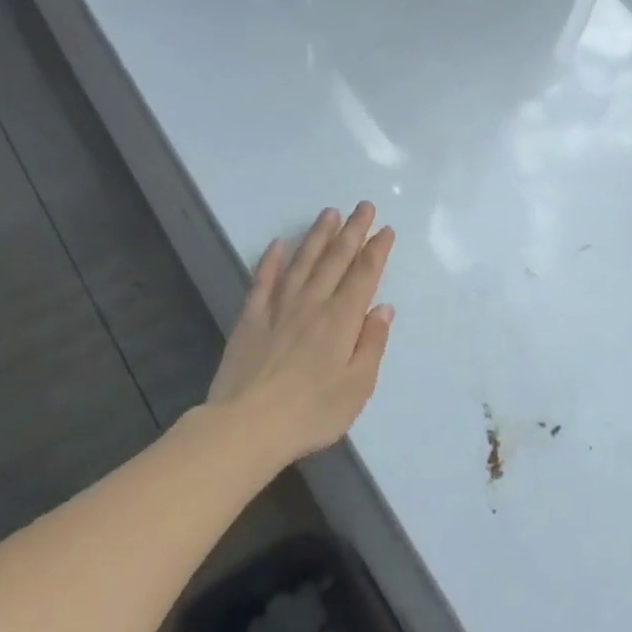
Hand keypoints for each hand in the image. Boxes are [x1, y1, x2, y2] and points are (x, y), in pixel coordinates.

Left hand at [207, 203, 395, 466]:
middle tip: (363, 206)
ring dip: (317, 236)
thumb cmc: (312, 411)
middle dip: (352, 231)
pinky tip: (278, 244)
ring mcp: (278, 308)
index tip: (385, 229)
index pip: (364, 275)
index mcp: (342, 320)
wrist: (247, 425)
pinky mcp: (250, 319)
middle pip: (335, 260)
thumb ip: (372, 343)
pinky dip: (271, 260)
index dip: (376, 250)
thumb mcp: (358, 385)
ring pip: (302, 262)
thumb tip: (382, 308)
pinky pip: (263, 281)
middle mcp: (312, 304)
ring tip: (329, 213)